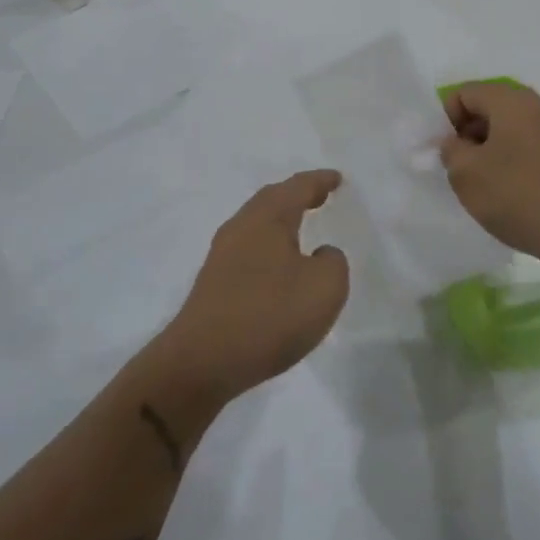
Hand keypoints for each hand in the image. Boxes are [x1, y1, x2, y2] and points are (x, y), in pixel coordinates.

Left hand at [155, 170, 349, 404]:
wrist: (203, 361)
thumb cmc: (270, 315)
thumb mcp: (325, 288)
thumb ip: (333, 262)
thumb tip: (320, 254)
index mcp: (269, 218)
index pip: (298, 187)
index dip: (320, 181)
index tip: (337, 179)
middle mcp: (242, 227)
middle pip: (271, 199)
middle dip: (297, 194)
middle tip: (319, 195)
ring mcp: (222, 254)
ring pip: (256, 223)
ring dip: (280, 220)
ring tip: (300, 226)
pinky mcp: (214, 281)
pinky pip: (248, 248)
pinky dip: (268, 245)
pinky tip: (277, 265)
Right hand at [440, 82, 539, 270]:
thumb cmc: (516, 194)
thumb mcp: (465, 172)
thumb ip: (449, 150)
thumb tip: (454, 143)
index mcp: (512, 101)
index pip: (464, 93)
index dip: (446, 120)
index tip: (445, 153)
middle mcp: (538, 107)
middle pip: (488, 110)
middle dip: (467, 136)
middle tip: (459, 171)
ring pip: (508, 132)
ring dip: (488, 153)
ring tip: (482, 188)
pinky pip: (527, 150)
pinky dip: (511, 165)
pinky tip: (508, 196)